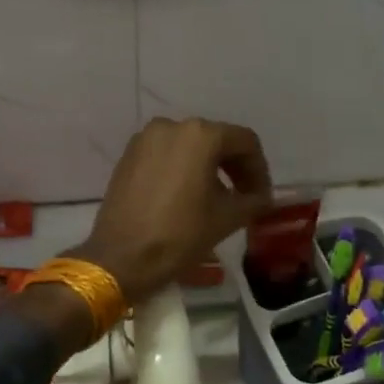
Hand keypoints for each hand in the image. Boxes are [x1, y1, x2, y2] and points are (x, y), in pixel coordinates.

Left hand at [74, 117, 272, 302]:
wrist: (121, 257)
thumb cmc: (180, 234)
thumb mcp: (227, 218)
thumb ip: (253, 201)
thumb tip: (262, 198)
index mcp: (200, 135)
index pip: (245, 142)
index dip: (259, 169)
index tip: (261, 197)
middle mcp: (172, 126)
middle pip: (216, 139)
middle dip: (234, 167)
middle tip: (245, 197)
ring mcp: (145, 139)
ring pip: (189, 146)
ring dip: (208, 167)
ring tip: (216, 198)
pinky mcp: (128, 155)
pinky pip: (166, 154)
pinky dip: (182, 169)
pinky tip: (186, 196)